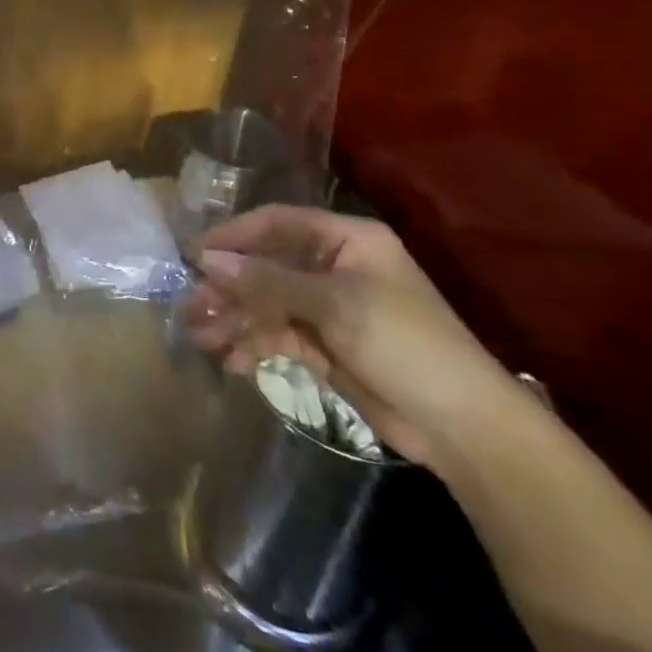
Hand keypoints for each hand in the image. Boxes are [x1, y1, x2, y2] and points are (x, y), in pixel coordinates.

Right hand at [179, 204, 523, 471]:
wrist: (462, 427)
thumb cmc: (405, 345)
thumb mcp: (334, 305)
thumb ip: (267, 280)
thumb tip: (206, 259)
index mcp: (346, 240)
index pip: (276, 223)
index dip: (232, 236)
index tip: (191, 254)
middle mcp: (333, 266)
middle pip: (265, 266)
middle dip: (227, 288)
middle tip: (189, 307)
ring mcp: (327, 307)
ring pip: (265, 303)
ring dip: (233, 319)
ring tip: (200, 339)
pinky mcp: (324, 345)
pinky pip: (277, 334)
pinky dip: (253, 345)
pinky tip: (232, 361)